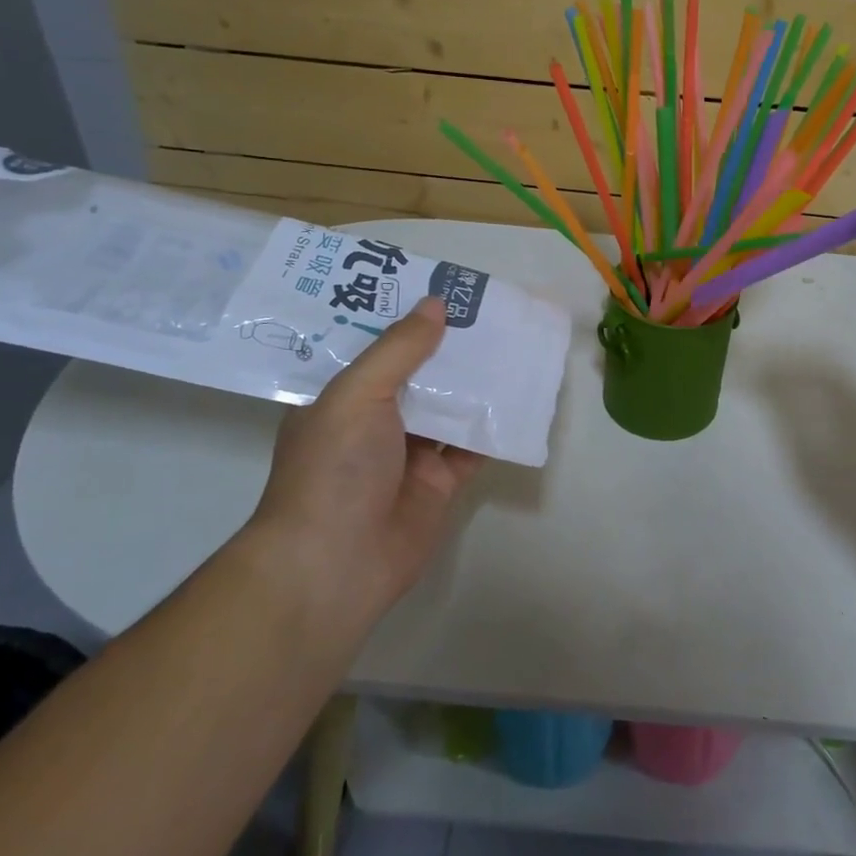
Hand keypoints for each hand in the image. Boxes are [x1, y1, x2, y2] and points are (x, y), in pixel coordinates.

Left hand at [247, 296, 485, 622]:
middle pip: (420, 375)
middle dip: (450, 347)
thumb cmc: (334, 467)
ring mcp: (410, 455)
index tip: (443, 290)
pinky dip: (495, 426)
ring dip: (477, 383)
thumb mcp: (357, 394)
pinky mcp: (440, 484)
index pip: (379, 349)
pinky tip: (521, 397)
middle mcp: (376, 423)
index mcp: (344, 398)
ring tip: (513, 343)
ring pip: (451, 408)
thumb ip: (399, 349)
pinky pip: (473, 447)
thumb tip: (437, 304)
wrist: (335, 565)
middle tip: (490, 311)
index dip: (409, 320)